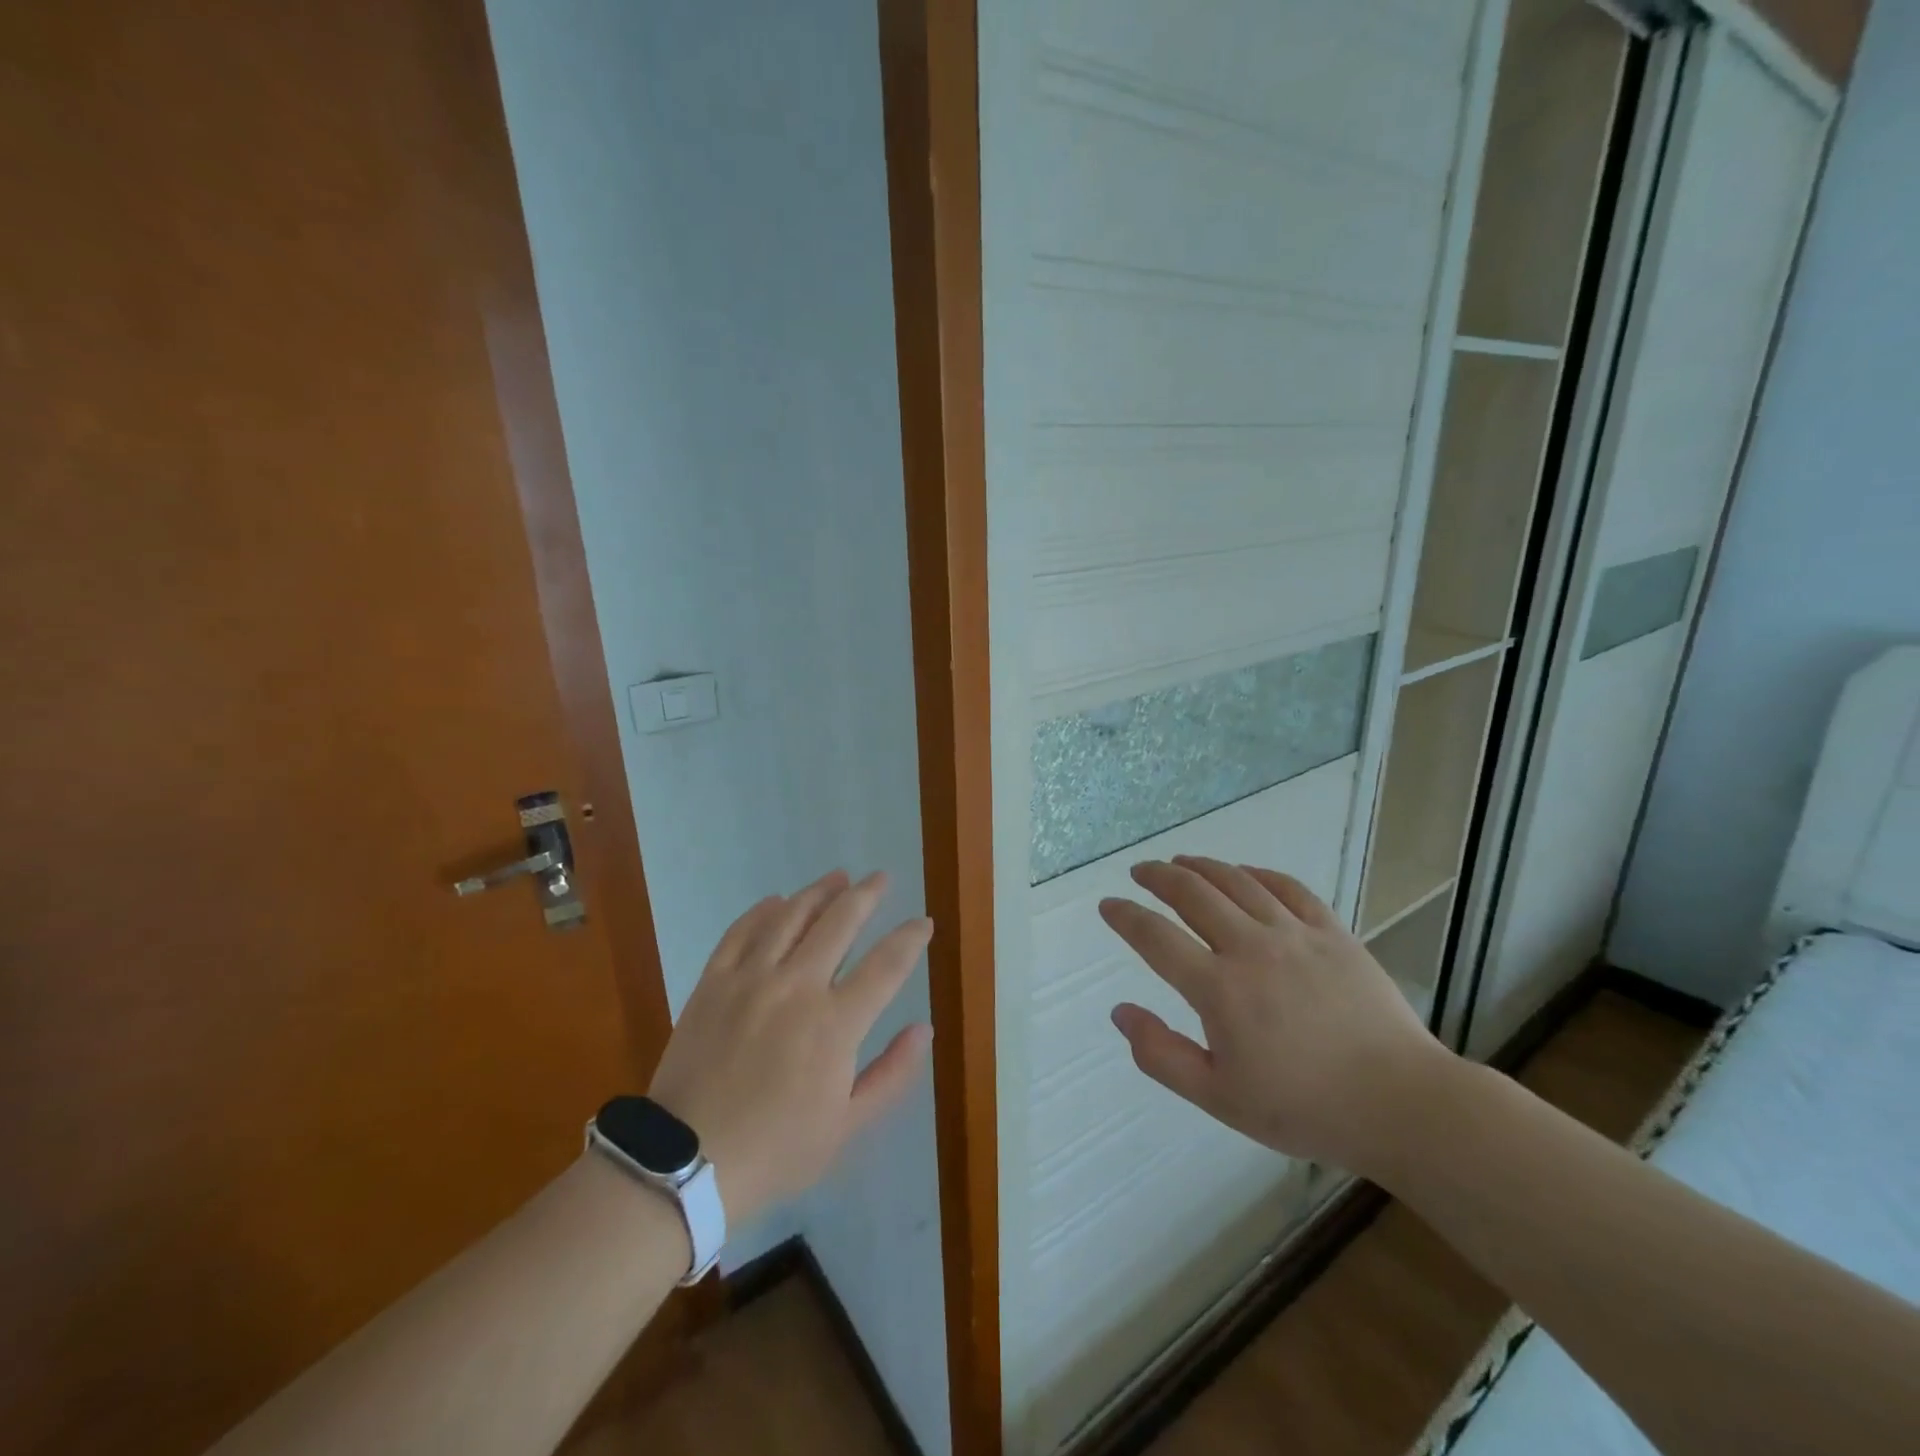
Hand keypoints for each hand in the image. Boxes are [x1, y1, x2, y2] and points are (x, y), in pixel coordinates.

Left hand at [647, 871, 932, 1225]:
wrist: (687, 1162)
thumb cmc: (776, 1149)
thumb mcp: (847, 1127)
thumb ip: (892, 1074)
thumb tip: (924, 1030)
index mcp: (835, 1024)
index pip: (886, 965)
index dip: (910, 938)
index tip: (923, 923)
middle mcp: (797, 987)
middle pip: (840, 923)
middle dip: (867, 895)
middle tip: (881, 878)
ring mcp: (751, 979)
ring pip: (791, 917)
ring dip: (819, 892)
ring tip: (838, 877)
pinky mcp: (714, 982)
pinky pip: (741, 931)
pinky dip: (763, 911)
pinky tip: (777, 900)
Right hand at [1099, 856, 1447, 1172]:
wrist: (1400, 1104)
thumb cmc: (1303, 1107)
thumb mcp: (1218, 1097)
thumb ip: (1161, 1054)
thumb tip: (1120, 1011)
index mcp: (1218, 989)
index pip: (1155, 937)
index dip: (1125, 917)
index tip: (1108, 905)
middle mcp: (1250, 948)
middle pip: (1192, 894)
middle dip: (1158, 876)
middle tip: (1140, 872)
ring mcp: (1295, 934)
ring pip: (1236, 881)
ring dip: (1201, 866)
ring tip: (1181, 862)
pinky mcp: (1332, 932)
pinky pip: (1288, 887)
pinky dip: (1258, 873)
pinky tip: (1245, 872)